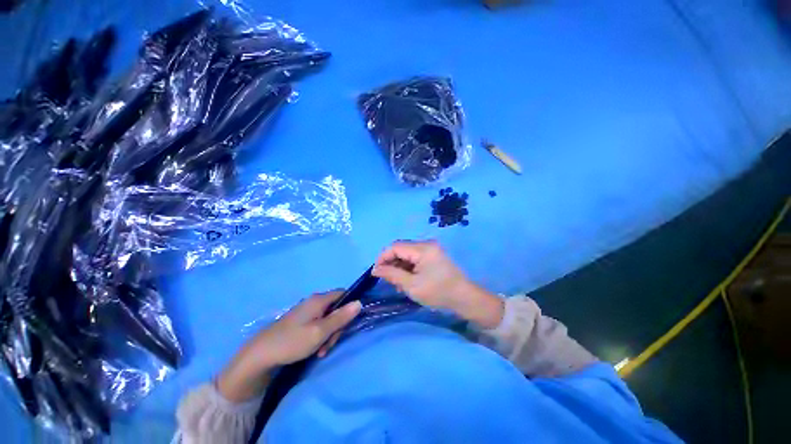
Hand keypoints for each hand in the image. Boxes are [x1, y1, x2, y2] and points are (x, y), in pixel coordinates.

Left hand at [217, 291, 360, 401]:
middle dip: (337, 326)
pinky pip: (318, 324)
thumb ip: (341, 317)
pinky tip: (315, 350)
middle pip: (336, 308)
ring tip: (321, 351)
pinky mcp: (301, 321)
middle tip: (330, 344)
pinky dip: (320, 336)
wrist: (260, 355)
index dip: (350, 305)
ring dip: (329, 334)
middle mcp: (314, 301)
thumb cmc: (292, 342)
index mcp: (319, 300)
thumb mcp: (320, 332)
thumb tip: (360, 302)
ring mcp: (306, 311)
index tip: (349, 322)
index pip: (343, 293)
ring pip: (327, 318)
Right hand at [372, 240, 503, 328]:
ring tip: (398, 283)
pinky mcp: (433, 255)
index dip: (383, 258)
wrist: (464, 298)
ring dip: (399, 266)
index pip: (395, 247)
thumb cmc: (438, 292)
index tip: (375, 273)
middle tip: (387, 280)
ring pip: (407, 254)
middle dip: (391, 263)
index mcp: (422, 248)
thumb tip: (375, 269)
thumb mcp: (412, 285)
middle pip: (401, 249)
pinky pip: (415, 257)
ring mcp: (431, 249)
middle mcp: (426, 244)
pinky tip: (407, 280)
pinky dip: (408, 267)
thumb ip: (392, 274)